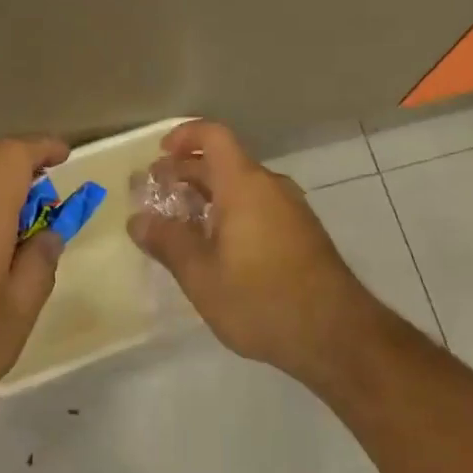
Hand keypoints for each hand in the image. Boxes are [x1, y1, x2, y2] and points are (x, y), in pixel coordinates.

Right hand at [129, 120, 381, 388]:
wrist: (336, 335)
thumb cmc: (261, 299)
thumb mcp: (201, 275)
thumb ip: (167, 242)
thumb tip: (137, 220)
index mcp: (244, 184)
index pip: (213, 136)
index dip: (183, 136)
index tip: (159, 156)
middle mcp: (270, 186)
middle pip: (224, 162)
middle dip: (187, 172)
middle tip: (156, 194)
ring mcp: (291, 209)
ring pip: (241, 187)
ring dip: (208, 196)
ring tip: (180, 223)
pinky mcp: (301, 233)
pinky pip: (258, 206)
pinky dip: (230, 212)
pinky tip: (216, 248)